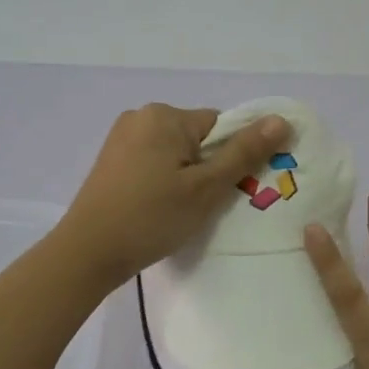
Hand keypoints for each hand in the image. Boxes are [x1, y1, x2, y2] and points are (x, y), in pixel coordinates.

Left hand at [57, 103, 288, 287]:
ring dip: (186, 176)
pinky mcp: (111, 160)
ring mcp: (122, 138)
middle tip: (202, 205)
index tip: (225, 190)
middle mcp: (141, 116)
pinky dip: (164, 181)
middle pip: (197, 138)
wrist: (88, 252)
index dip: (230, 158)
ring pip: (176, 152)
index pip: (220, 126)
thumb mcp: (205, 188)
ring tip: (179, 210)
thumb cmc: (151, 217)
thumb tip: (280, 120)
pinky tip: (159, 207)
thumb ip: (244, 153)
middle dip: (207, 168)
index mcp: (164, 115)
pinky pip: (154, 161)